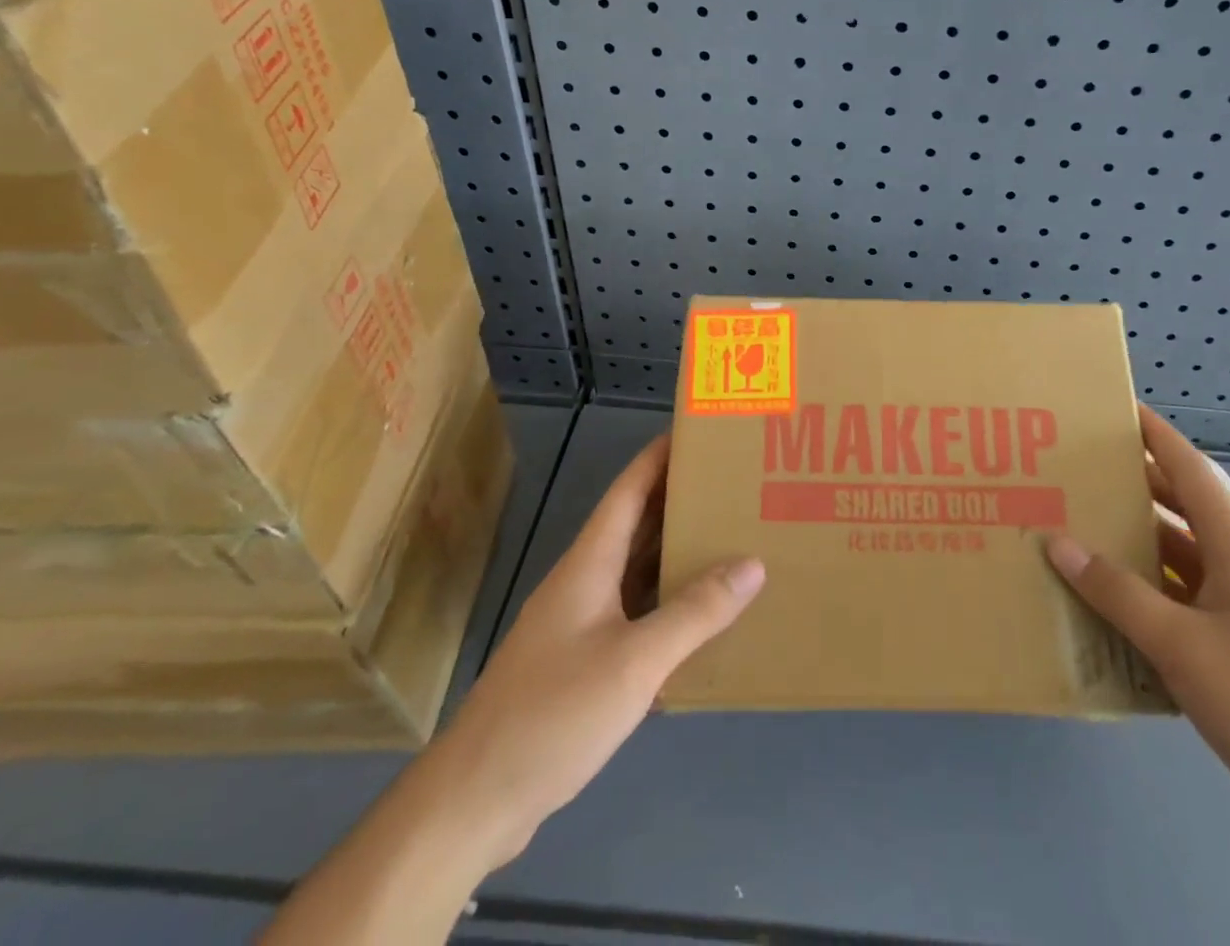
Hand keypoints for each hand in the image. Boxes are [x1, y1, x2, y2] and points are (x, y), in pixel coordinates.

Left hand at [444, 431, 765, 870]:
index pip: (630, 488)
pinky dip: (667, 601)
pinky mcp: (580, 660)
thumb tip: (752, 562)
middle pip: (636, 523)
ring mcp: (580, 622)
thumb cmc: (553, 712)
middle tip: (734, 483)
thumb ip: (695, 612)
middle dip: (680, 499)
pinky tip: (699, 614)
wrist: (476, 798)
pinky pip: (634, 611)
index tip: (701, 431)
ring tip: (729, 536)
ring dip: (676, 550)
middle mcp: (584, 580)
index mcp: (590, 562)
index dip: (661, 455)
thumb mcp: (635, 661)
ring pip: (636, 569)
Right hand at [1045, 406, 1229, 862]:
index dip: (1158, 436)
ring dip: (1138, 550)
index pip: (1194, 472)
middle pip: (1184, 514)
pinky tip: (1114, 615)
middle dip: (1136, 490)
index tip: (1120, 408)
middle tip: (1080, 475)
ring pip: (1183, 565)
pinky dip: (1151, 601)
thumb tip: (1057, 541)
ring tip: (1082, 537)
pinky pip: (1187, 609)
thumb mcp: (1182, 645)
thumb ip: (1117, 593)